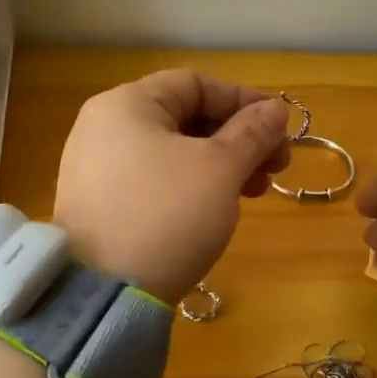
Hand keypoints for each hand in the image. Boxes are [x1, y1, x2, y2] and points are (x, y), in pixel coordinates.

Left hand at [53, 69, 292, 301]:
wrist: (105, 294)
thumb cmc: (167, 215)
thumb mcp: (220, 170)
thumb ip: (252, 133)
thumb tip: (275, 109)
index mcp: (127, 104)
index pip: (195, 83)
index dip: (243, 100)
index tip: (280, 127)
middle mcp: (104, 127)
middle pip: (185, 117)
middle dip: (238, 138)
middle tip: (276, 167)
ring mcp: (96, 167)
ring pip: (173, 151)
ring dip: (220, 164)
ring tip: (254, 193)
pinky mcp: (99, 204)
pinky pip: (154, 179)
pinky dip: (191, 184)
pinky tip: (217, 208)